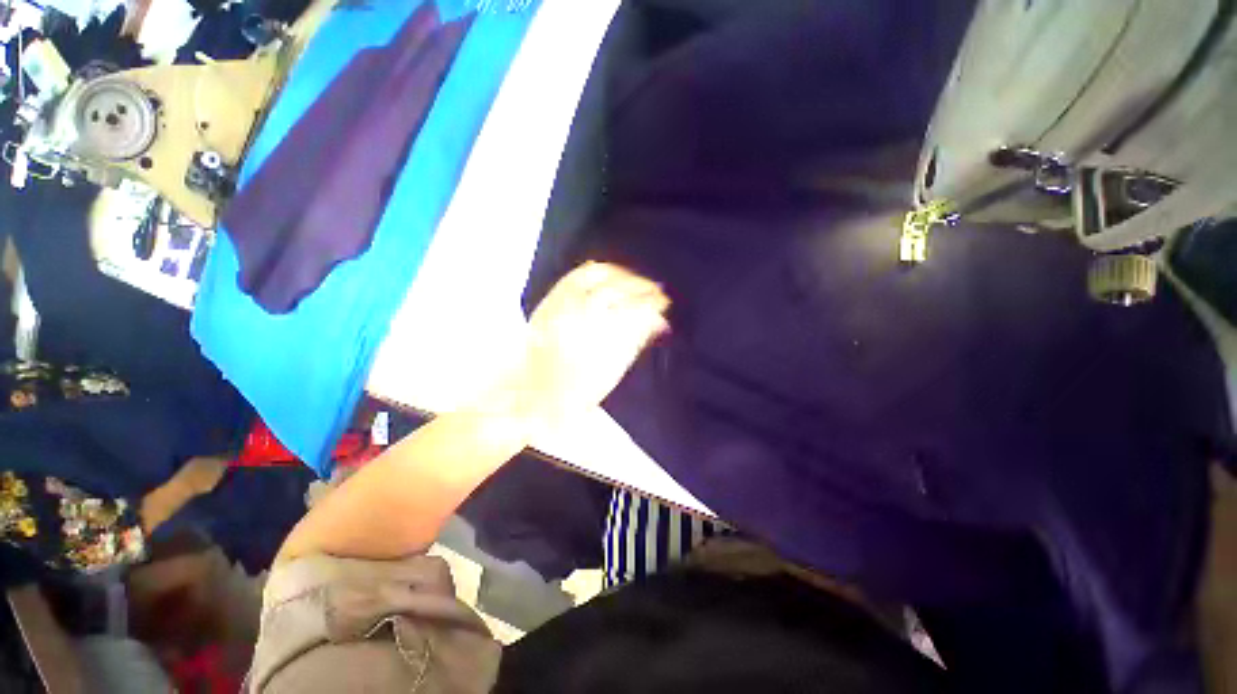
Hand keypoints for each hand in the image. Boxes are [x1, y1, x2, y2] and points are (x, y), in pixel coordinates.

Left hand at [497, 262, 669, 427]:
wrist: (532, 395)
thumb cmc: (577, 390)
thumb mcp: (612, 369)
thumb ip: (636, 339)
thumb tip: (658, 320)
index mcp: (596, 336)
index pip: (632, 308)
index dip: (652, 302)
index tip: (664, 303)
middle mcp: (576, 313)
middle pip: (616, 287)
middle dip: (641, 286)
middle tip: (656, 291)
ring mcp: (559, 302)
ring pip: (595, 273)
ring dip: (621, 274)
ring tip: (636, 281)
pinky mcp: (549, 300)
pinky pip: (575, 275)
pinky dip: (596, 270)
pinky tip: (609, 274)